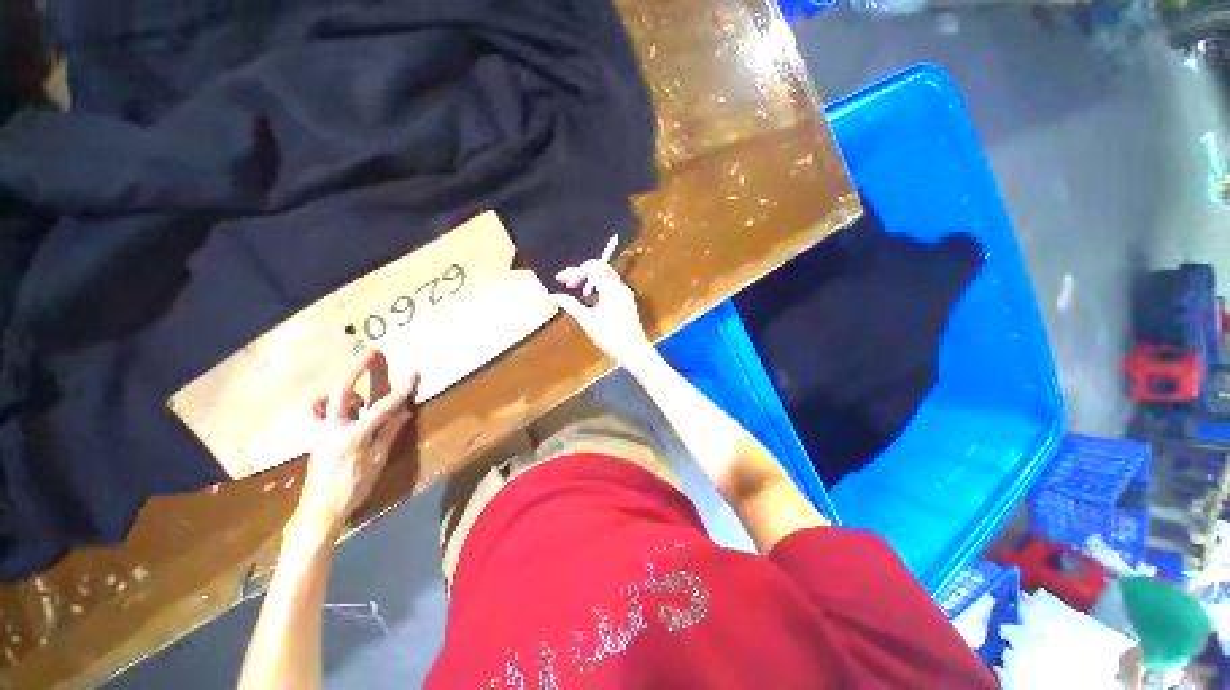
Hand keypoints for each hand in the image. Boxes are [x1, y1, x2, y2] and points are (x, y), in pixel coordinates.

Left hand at [291, 350, 419, 538]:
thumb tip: (404, 411)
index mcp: (354, 436)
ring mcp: (320, 430)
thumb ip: (389, 433)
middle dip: (358, 369)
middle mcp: (333, 428)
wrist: (320, 508)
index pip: (382, 407)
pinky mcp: (314, 435)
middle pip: (343, 390)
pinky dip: (327, 403)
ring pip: (324, 399)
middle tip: (371, 352)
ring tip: (358, 395)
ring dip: (342, 388)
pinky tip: (341, 408)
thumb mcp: (377, 461)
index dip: (400, 391)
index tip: (414, 375)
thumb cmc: (354, 487)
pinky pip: (316, 411)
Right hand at [551, 260, 654, 367]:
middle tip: (569, 284)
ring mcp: (626, 293)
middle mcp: (620, 286)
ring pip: (607, 275)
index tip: (562, 282)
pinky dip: (599, 286)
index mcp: (611, 289)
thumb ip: (571, 305)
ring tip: (578, 291)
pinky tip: (591, 297)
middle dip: (582, 272)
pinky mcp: (627, 300)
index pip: (592, 267)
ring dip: (591, 279)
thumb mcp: (587, 321)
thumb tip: (553, 295)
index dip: (575, 271)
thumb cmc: (610, 336)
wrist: (634, 350)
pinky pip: (612, 285)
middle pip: (600, 267)